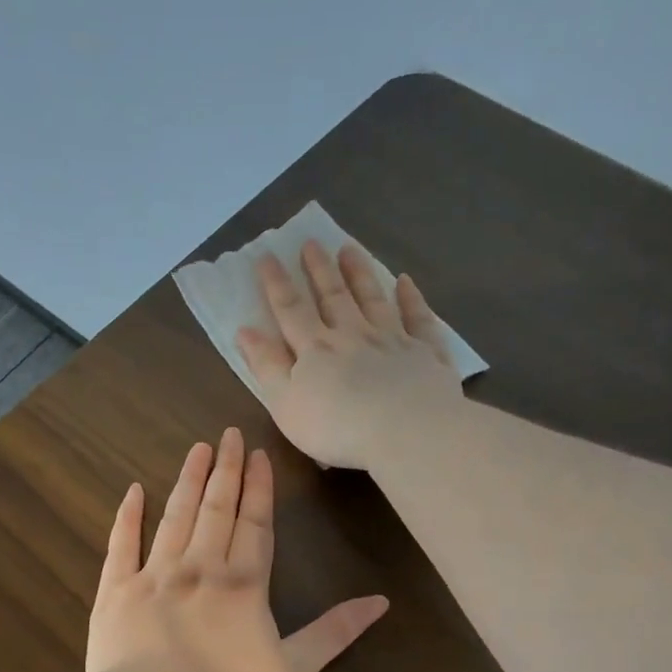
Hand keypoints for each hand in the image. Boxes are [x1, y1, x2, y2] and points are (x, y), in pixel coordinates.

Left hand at [86, 428, 388, 671]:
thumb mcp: (292, 671)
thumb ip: (334, 633)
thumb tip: (381, 602)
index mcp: (242, 584)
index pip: (255, 524)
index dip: (259, 488)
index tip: (259, 454)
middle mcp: (199, 567)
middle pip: (216, 509)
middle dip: (226, 470)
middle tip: (228, 434)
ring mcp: (154, 575)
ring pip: (175, 516)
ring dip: (187, 481)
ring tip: (196, 450)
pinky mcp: (116, 590)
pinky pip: (121, 544)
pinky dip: (127, 516)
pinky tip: (133, 491)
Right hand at [236, 241, 464, 470]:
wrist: (406, 430)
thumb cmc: (337, 427)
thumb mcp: (285, 404)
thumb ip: (266, 366)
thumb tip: (245, 330)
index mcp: (315, 350)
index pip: (290, 310)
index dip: (276, 283)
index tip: (267, 255)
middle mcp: (353, 335)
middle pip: (333, 297)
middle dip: (319, 269)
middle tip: (311, 242)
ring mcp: (392, 340)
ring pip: (373, 299)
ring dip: (360, 273)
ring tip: (349, 248)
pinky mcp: (425, 353)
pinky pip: (418, 319)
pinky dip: (411, 298)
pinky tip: (405, 282)